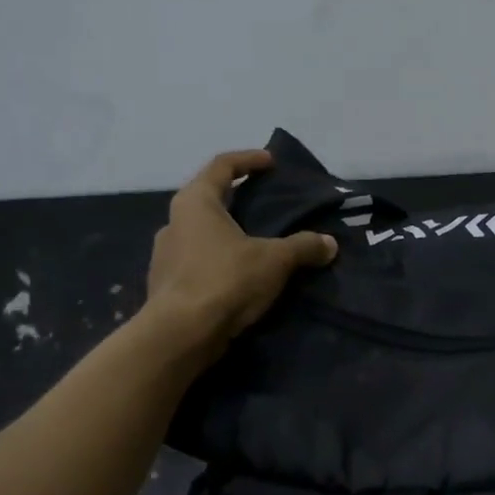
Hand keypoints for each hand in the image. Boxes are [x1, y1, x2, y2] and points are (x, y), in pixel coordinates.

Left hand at [145, 149, 337, 352]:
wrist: (180, 334)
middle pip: (207, 198)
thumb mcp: (274, 261)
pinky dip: (217, 261)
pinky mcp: (165, 284)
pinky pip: (195, 262)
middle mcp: (174, 221)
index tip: (270, 162)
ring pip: (199, 233)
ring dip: (225, 233)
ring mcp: (164, 254)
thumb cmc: (225, 280)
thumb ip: (303, 247)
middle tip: (263, 202)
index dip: (248, 160)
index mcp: (195, 202)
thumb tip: (330, 244)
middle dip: (236, 198)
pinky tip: (236, 275)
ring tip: (253, 242)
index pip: (221, 166)